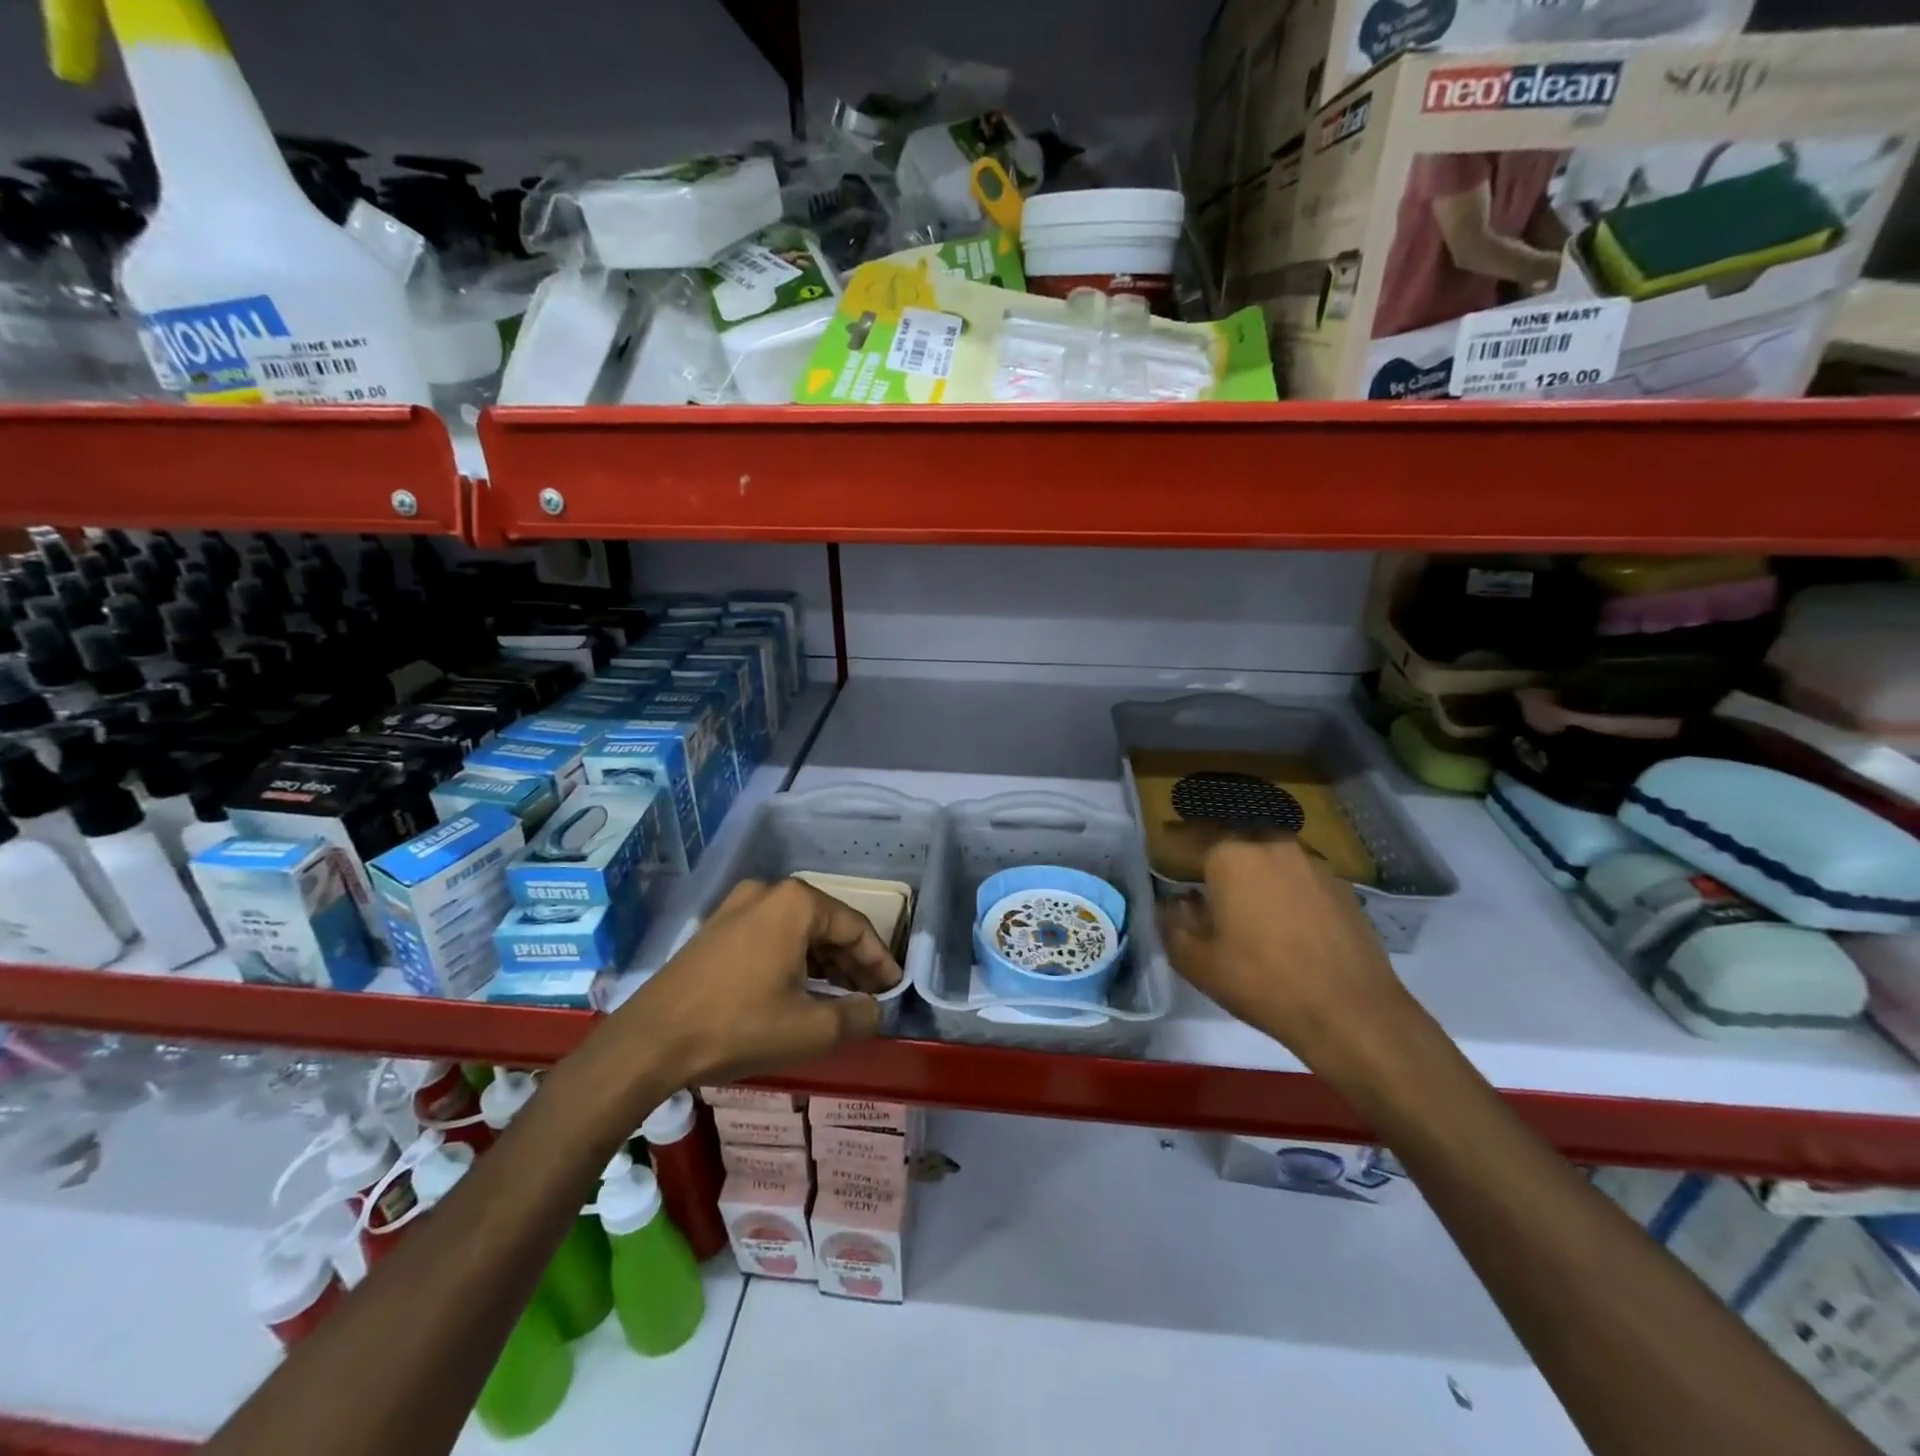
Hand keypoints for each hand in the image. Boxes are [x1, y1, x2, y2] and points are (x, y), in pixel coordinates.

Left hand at [617, 878, 900, 1089]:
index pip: (856, 927)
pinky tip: (799, 989)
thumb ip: (857, 1016)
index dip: (880, 960)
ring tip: (839, 996)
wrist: (650, 1041)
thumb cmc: (738, 1026)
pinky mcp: (716, 928)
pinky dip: (793, 959)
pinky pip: (770, 936)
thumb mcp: (810, 1029)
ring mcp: (737, 906)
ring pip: (797, 931)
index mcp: (796, 903)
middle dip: (852, 961)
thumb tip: (874, 1008)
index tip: (894, 989)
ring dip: (823, 962)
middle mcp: (768, 892)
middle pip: (827, 925)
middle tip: (870, 995)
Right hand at [1162, 835, 1411, 1068]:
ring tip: (1243, 904)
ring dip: (1251, 873)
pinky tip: (1282, 920)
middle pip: (1230, 843)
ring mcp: (1311, 863)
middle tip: (1201, 886)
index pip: (1186, 840)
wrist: (1351, 1012)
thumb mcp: (1196, 961)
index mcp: (1230, 855)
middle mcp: (1270, 845)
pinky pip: (1297, 877)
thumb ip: (1173, 924)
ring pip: (1267, 857)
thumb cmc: (1261, 982)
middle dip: (1213, 860)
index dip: (1170, 853)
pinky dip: (1283, 888)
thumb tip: (1171, 903)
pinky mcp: (1341, 886)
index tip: (1163, 869)